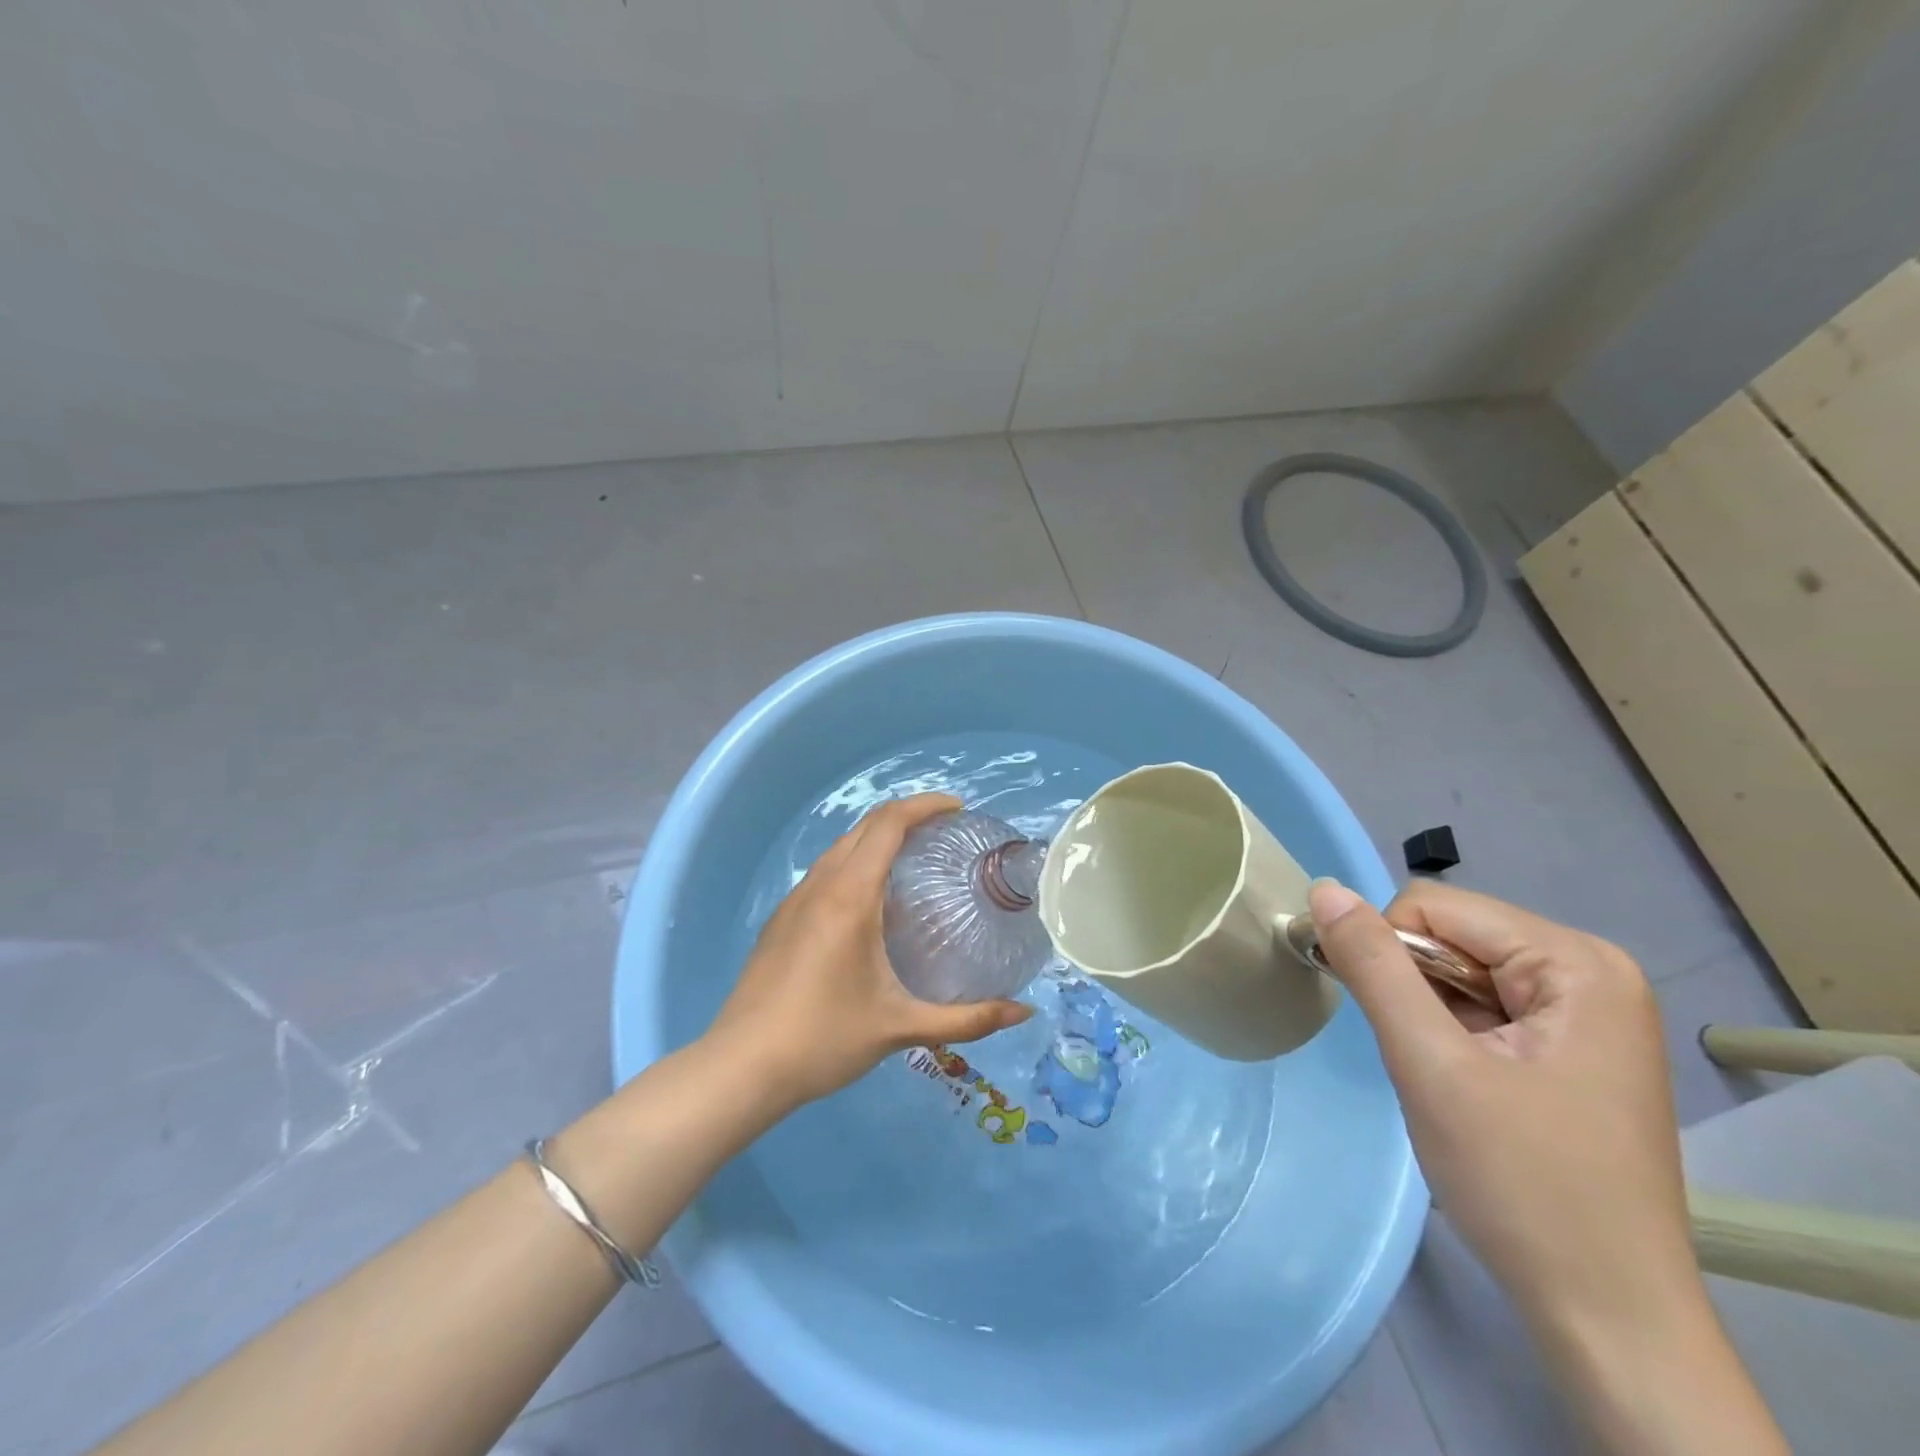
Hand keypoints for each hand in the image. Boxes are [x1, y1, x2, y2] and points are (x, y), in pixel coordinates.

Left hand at [707, 793, 1032, 1113]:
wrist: (741, 1068)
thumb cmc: (824, 1039)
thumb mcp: (901, 1028)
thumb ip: (967, 1019)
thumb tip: (1024, 1011)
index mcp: (850, 896)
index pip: (889, 824)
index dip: (925, 806)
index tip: (958, 809)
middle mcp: (820, 885)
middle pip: (865, 827)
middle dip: (907, 816)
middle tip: (946, 832)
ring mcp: (795, 900)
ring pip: (841, 847)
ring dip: (878, 838)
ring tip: (915, 859)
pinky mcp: (781, 920)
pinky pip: (825, 871)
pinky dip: (856, 862)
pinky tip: (872, 900)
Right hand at [1309, 879, 1786, 1454]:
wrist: (1608, 1318)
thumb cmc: (1522, 1183)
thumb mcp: (1430, 1064)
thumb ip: (1373, 966)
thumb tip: (1324, 889)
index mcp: (1577, 962)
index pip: (1434, 907)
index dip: (1391, 955)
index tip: (1394, 1026)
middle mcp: (1593, 971)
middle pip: (1452, 935)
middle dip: (1415, 987)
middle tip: (1424, 1060)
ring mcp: (1590, 1010)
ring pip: (1461, 970)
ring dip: (1431, 1013)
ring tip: (1447, 1079)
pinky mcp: (1576, 1045)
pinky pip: (1485, 1004)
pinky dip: (1453, 1034)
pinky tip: (1468, 1087)